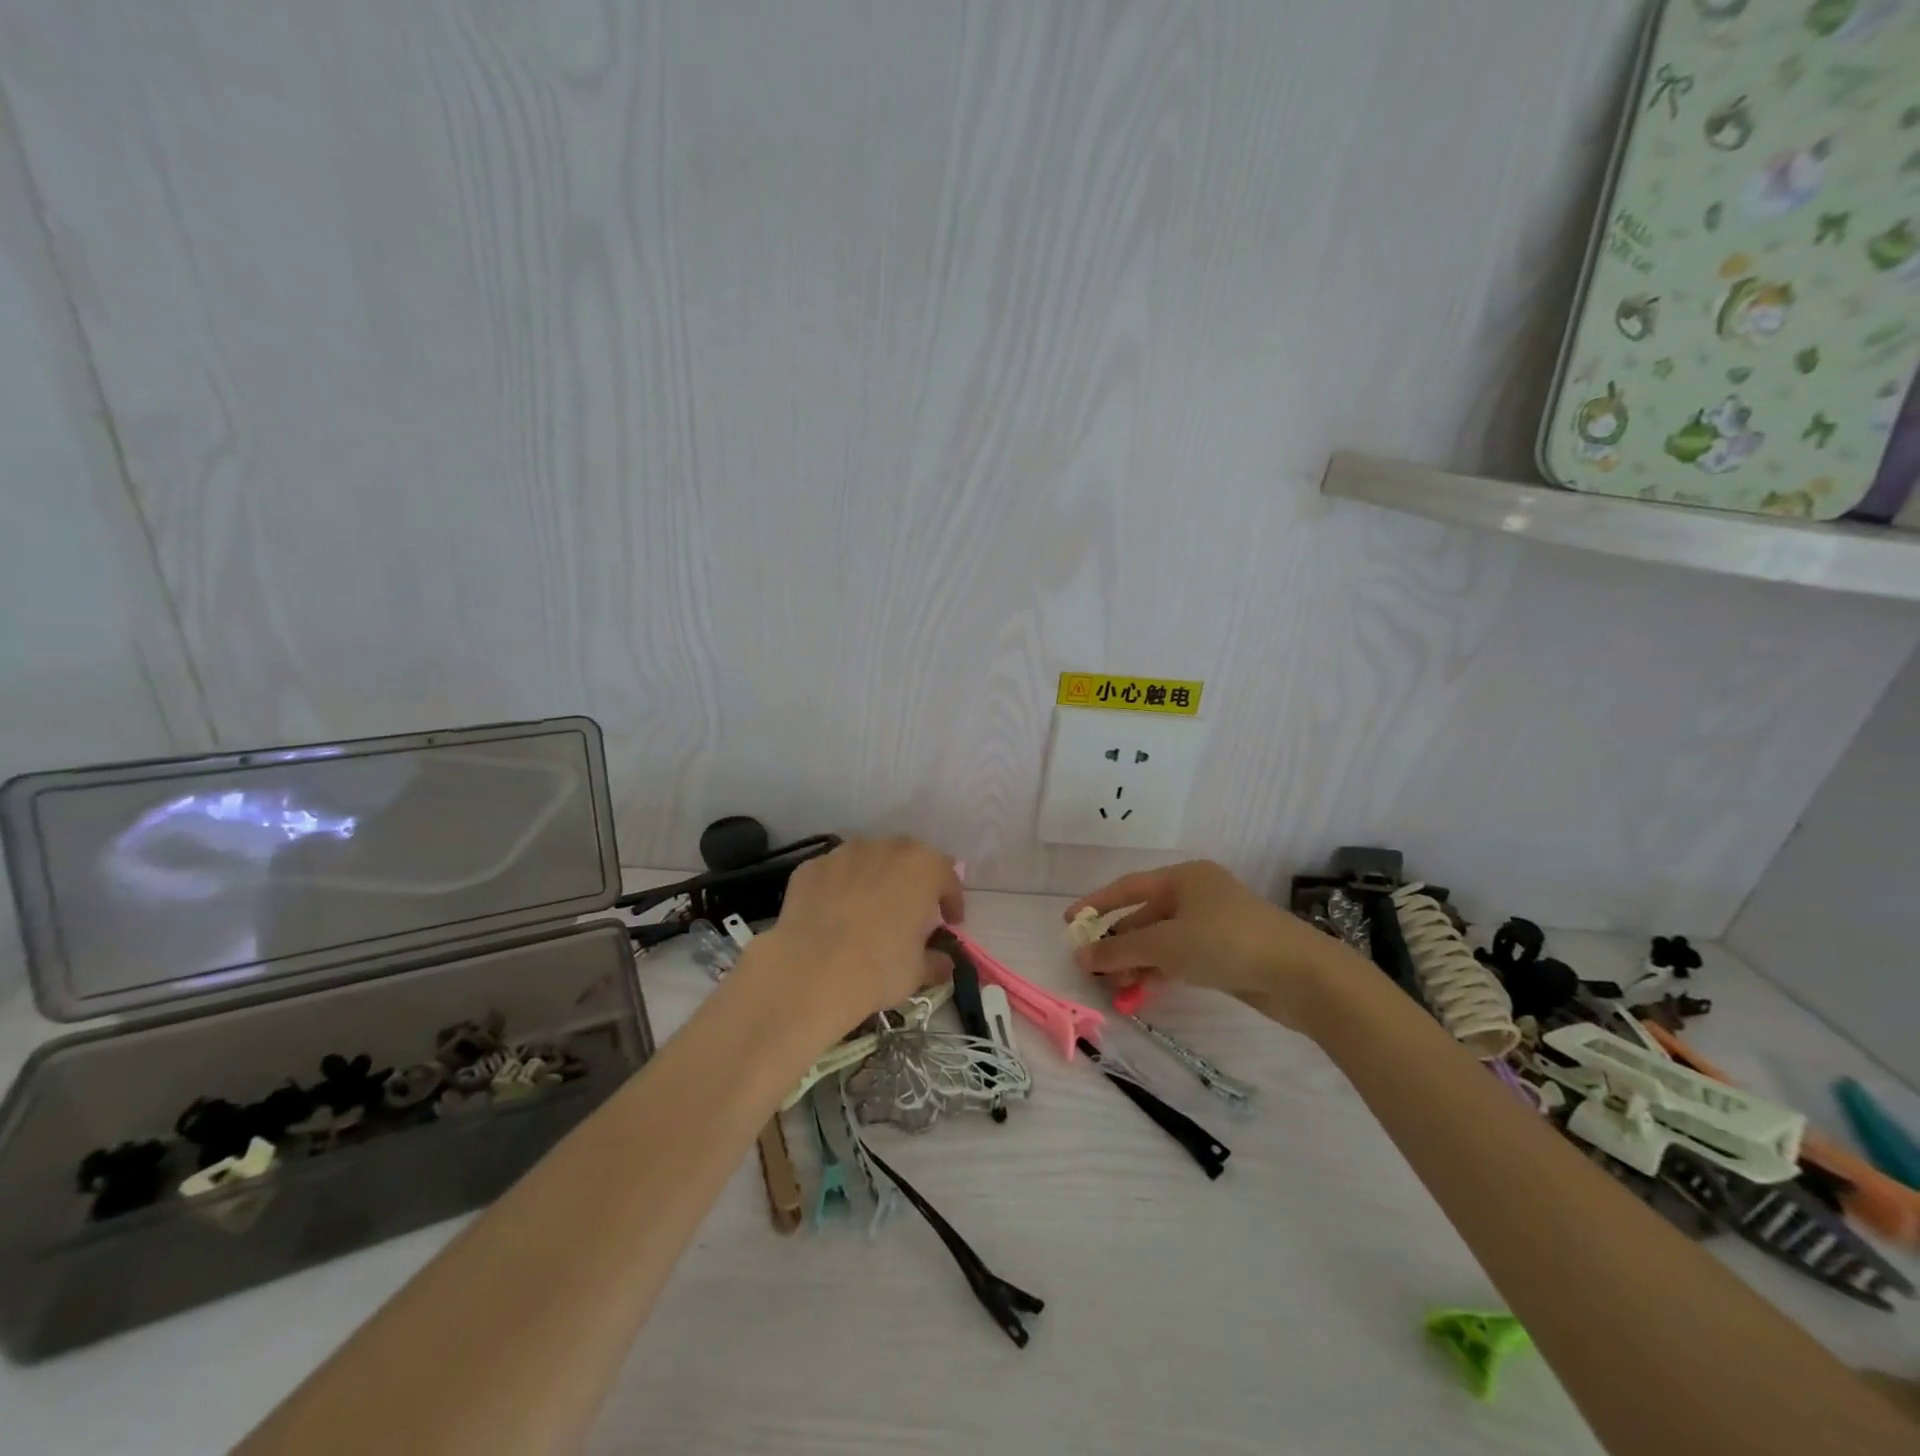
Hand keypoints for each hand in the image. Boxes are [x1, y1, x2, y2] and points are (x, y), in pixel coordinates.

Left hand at [758, 836, 963, 1027]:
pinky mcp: (811, 867)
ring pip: (868, 860)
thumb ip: (936, 960)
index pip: (947, 877)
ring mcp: (843, 853)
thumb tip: (942, 962)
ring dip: (875, 879)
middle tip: (912, 910)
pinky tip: (835, 915)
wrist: (811, 971)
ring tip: (870, 909)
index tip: (951, 923)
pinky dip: (840, 888)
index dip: (952, 901)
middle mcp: (885, 848)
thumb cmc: (879, 968)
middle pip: (907, 859)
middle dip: (913, 881)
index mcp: (922, 866)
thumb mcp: (919, 972)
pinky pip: (835, 874)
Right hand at [1066, 861, 1338, 1033]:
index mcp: (1184, 877)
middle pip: (1145, 916)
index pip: (1128, 888)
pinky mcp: (1225, 952)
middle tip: (1092, 968)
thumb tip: (1081, 956)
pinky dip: (1160, 971)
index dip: (1096, 904)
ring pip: (1162, 941)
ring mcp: (1213, 924)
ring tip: (1115, 988)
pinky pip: (1180, 958)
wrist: (1300, 974)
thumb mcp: (1167, 945)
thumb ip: (1121, 950)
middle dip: (1119, 943)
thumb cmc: (1227, 942)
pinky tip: (1142, 990)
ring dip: (1137, 962)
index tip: (1069, 923)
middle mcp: (1197, 894)